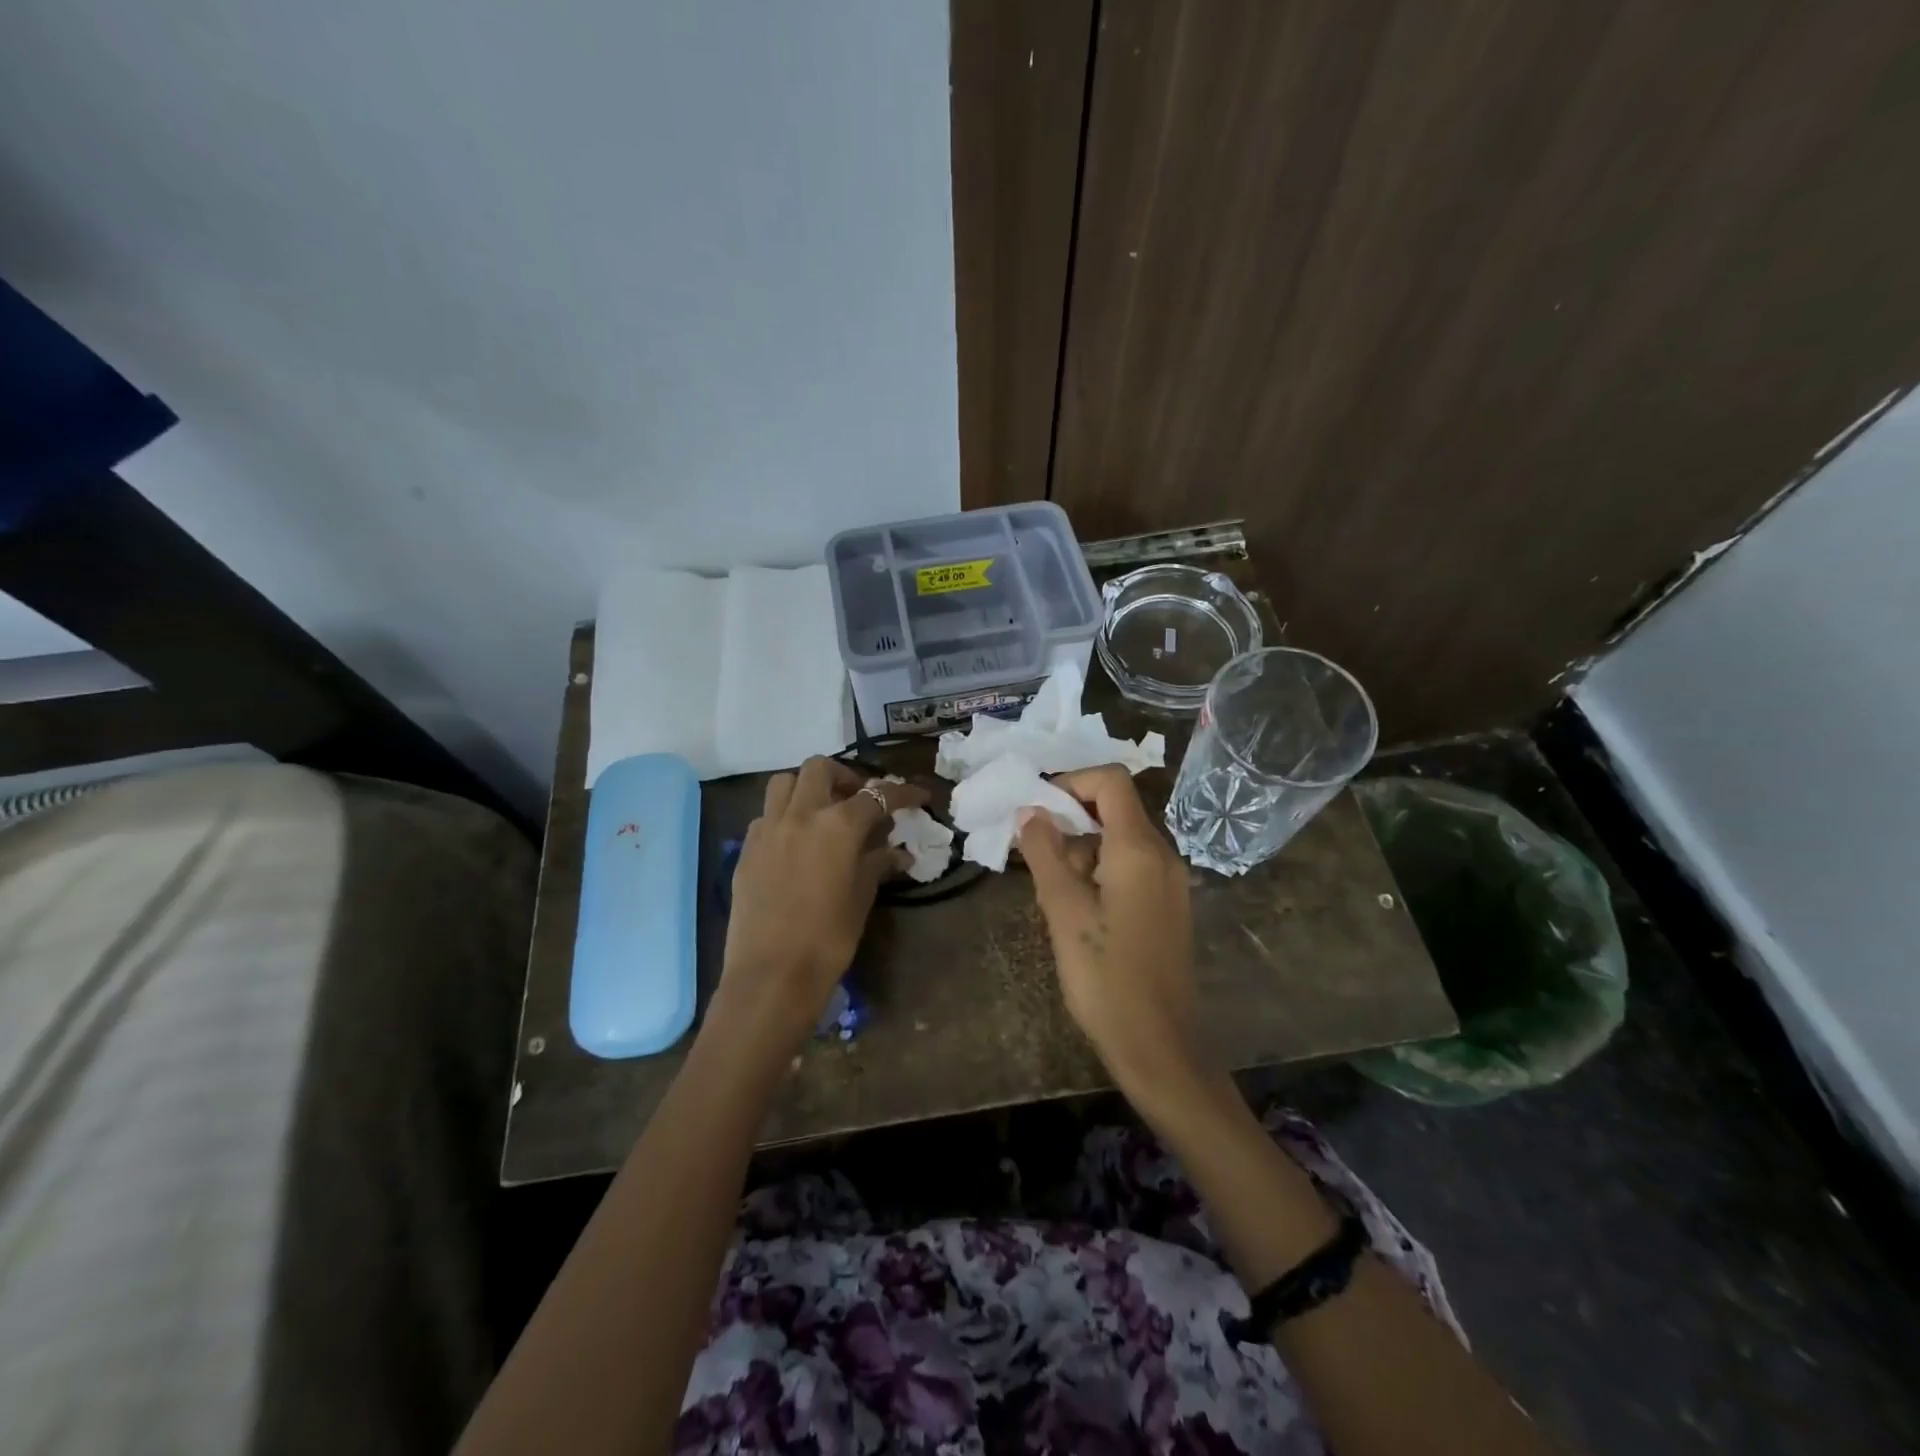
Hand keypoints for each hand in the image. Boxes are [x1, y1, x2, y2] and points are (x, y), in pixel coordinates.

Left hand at [710, 757, 926, 1055]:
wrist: (772, 975)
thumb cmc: (828, 938)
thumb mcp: (861, 897)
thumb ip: (877, 864)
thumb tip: (898, 853)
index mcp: (838, 825)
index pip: (877, 795)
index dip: (902, 793)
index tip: (918, 795)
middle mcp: (801, 814)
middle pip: (821, 768)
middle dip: (845, 777)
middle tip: (858, 800)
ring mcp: (768, 829)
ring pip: (785, 782)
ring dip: (807, 787)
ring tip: (822, 812)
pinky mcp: (746, 849)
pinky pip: (766, 815)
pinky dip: (785, 816)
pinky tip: (795, 842)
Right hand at [1017, 765, 1200, 1094]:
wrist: (1159, 1047)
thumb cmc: (1106, 978)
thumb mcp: (1064, 911)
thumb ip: (1045, 854)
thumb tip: (1029, 812)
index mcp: (1139, 849)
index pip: (1110, 781)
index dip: (1070, 783)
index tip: (1036, 811)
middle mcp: (1162, 856)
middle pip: (1114, 810)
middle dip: (1070, 823)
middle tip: (1036, 861)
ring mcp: (1169, 882)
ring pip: (1119, 842)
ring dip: (1081, 853)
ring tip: (1053, 897)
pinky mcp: (1167, 906)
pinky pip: (1130, 869)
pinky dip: (1099, 873)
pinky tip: (1077, 913)